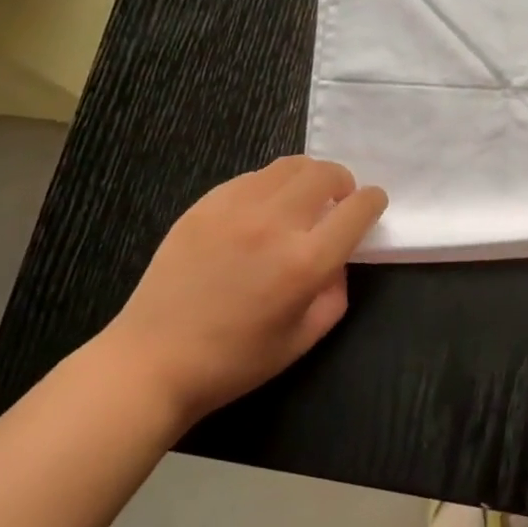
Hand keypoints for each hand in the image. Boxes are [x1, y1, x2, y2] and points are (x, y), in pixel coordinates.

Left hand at [104, 156, 387, 419]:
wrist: (154, 360)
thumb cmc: (236, 360)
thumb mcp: (305, 337)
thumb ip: (335, 291)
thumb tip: (338, 257)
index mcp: (305, 262)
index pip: (357, 208)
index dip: (373, 201)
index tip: (372, 205)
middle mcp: (274, 223)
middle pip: (325, 173)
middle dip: (343, 182)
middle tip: (338, 201)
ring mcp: (235, 208)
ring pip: (288, 166)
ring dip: (308, 177)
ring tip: (303, 200)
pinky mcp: (205, 205)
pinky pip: (252, 177)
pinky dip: (271, 185)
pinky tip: (262, 211)